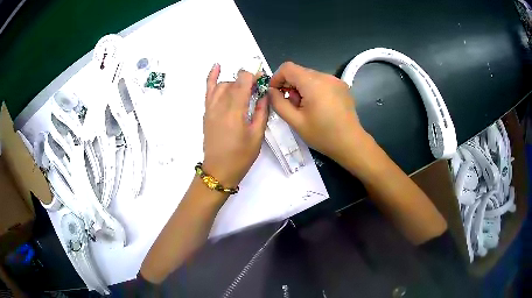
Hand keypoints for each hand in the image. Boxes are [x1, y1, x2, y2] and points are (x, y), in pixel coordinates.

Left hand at [202, 64, 268, 186]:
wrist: (219, 170)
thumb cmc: (241, 156)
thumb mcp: (257, 135)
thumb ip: (262, 112)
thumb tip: (264, 95)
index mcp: (235, 111)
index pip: (243, 82)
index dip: (254, 76)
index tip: (262, 80)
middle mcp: (220, 105)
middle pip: (234, 82)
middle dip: (247, 80)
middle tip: (257, 88)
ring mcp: (211, 108)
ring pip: (223, 85)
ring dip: (235, 83)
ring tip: (244, 90)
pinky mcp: (206, 112)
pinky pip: (208, 90)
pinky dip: (211, 77)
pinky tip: (217, 66)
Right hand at [267, 62, 366, 162]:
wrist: (351, 143)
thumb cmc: (323, 135)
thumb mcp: (295, 122)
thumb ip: (278, 103)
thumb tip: (271, 91)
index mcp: (313, 83)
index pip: (287, 67)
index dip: (277, 78)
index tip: (275, 93)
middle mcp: (326, 76)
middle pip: (299, 72)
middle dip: (290, 85)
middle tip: (292, 106)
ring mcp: (336, 80)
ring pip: (310, 76)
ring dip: (302, 88)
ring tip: (306, 108)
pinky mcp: (342, 86)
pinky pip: (321, 81)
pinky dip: (313, 89)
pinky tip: (318, 106)